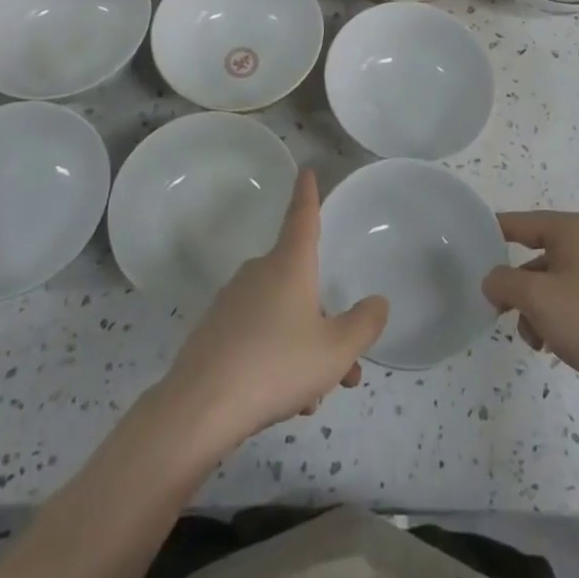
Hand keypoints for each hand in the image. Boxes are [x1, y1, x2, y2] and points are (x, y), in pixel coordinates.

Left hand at [158, 169, 387, 452]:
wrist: (200, 407)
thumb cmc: (277, 365)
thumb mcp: (336, 350)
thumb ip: (363, 324)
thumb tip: (377, 302)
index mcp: (289, 264)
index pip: (302, 217)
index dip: (308, 194)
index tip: (306, 170)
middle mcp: (259, 272)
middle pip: (300, 283)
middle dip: (325, 321)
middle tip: (345, 368)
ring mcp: (232, 301)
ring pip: (282, 316)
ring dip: (304, 349)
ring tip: (315, 397)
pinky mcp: (214, 332)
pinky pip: (258, 336)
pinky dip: (276, 359)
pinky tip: (285, 401)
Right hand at [483, 211, 578, 417]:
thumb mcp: (535, 298)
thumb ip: (503, 281)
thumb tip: (492, 280)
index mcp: (573, 228)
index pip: (520, 222)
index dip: (492, 235)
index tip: (468, 253)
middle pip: (534, 256)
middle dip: (516, 287)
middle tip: (500, 311)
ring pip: (550, 283)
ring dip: (534, 310)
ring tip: (535, 339)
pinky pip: (569, 301)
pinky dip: (554, 319)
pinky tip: (552, 346)